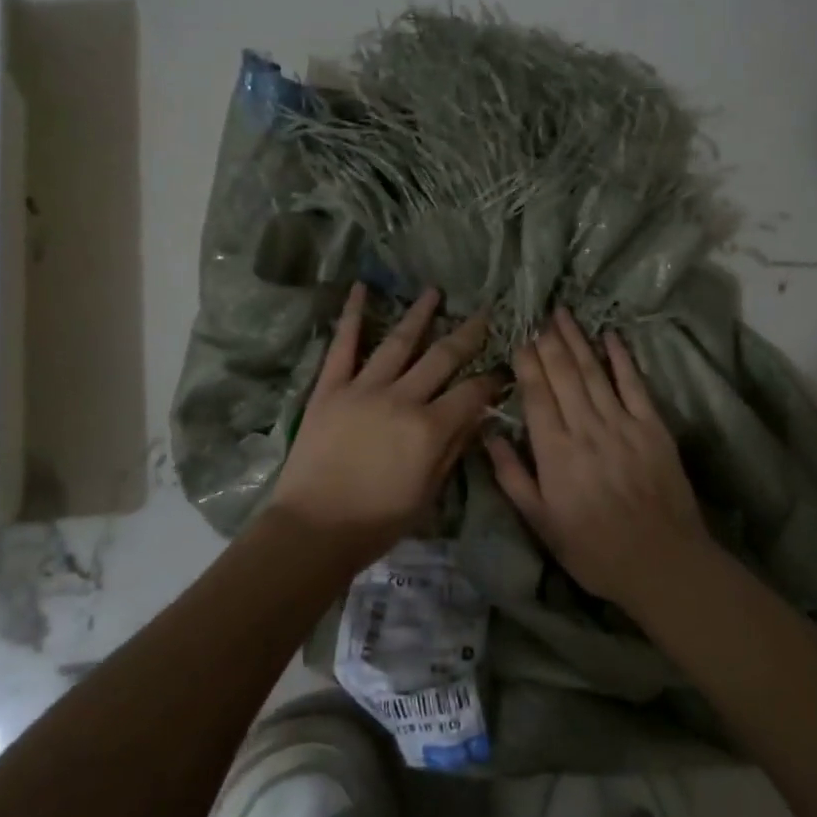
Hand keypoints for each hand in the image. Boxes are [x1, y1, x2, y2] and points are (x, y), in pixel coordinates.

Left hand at [269, 283, 500, 571]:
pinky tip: (360, 288)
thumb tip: (477, 417)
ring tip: (434, 292)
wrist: (314, 528)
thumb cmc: (377, 522)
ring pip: (398, 342)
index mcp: (430, 429)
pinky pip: (343, 345)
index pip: (471, 393)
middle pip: (442, 358)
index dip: (491, 381)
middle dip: (468, 334)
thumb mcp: (428, 494)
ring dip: (419, 315)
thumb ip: (452, 450)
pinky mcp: (330, 388)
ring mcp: (363, 388)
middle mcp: (402, 399)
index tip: (503, 370)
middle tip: (484, 313)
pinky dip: (351, 315)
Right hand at [486, 308, 714, 610]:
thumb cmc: (593, 549)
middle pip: (564, 375)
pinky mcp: (653, 428)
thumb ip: (513, 477)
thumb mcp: (541, 522)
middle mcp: (586, 429)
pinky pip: (634, 385)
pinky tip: (611, 337)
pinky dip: (622, 359)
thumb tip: (488, 436)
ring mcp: (622, 425)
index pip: (536, 396)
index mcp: (555, 452)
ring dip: (578, 341)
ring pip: (594, 373)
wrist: (661, 562)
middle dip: (550, 343)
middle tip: (539, 315)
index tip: (519, 338)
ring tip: (564, 315)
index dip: (527, 364)